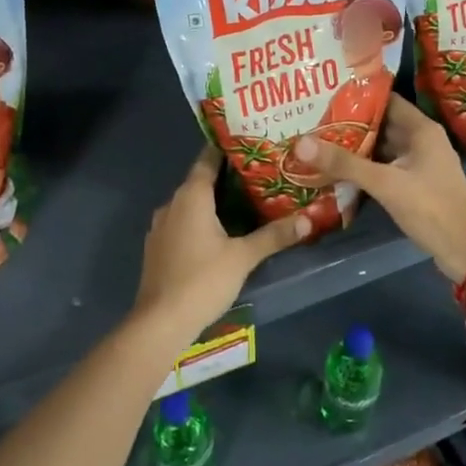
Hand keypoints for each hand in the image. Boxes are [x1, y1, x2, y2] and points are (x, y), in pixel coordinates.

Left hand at [135, 144, 309, 342]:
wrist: (160, 323)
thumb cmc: (202, 280)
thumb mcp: (243, 257)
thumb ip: (274, 236)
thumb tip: (307, 220)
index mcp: (191, 196)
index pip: (208, 159)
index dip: (227, 149)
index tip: (249, 142)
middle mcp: (172, 204)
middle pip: (200, 181)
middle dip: (227, 178)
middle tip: (258, 175)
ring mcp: (160, 227)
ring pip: (191, 204)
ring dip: (213, 202)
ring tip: (244, 202)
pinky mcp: (158, 248)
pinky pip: (182, 223)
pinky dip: (200, 221)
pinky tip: (220, 232)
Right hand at [291, 96, 465, 281]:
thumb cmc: (431, 206)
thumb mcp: (385, 183)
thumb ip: (345, 163)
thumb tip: (301, 143)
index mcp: (421, 129)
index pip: (386, 100)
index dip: (357, 96)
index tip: (324, 95)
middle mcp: (421, 141)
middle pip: (381, 124)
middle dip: (350, 124)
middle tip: (312, 120)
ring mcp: (419, 164)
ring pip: (381, 148)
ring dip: (356, 147)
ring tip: (318, 142)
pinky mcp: (415, 186)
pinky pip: (385, 168)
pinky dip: (364, 168)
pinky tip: (338, 172)